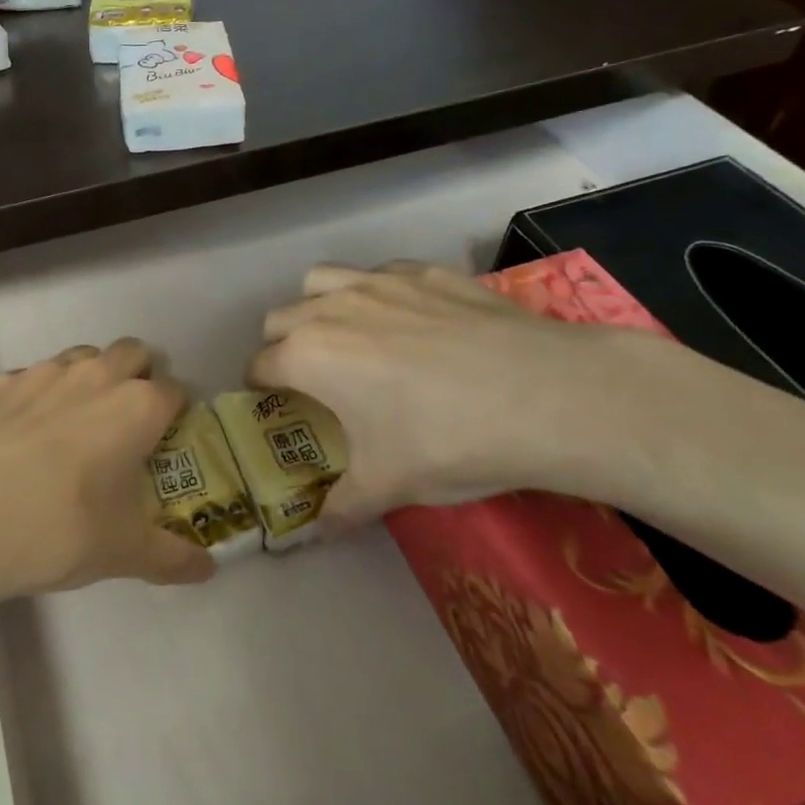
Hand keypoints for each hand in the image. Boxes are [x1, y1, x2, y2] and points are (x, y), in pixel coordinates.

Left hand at [0, 338, 213, 609]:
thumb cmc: (58, 529)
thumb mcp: (123, 552)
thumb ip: (172, 558)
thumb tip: (208, 568)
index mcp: (136, 406)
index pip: (175, 389)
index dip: (175, 412)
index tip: (166, 441)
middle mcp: (94, 375)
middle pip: (132, 353)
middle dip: (137, 377)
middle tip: (125, 424)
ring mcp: (40, 373)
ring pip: (80, 357)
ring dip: (88, 379)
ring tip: (73, 426)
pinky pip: (29, 378)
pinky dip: (36, 397)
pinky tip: (18, 437)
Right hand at [250, 262, 675, 524]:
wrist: (546, 395)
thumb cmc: (447, 441)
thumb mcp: (388, 486)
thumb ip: (342, 507)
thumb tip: (319, 533)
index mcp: (308, 356)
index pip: (259, 366)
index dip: (260, 389)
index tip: (277, 407)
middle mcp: (331, 309)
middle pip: (279, 318)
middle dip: (282, 346)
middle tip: (312, 379)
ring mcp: (380, 282)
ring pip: (321, 280)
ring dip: (318, 305)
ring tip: (347, 336)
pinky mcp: (426, 271)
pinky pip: (380, 272)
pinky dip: (376, 292)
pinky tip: (409, 320)